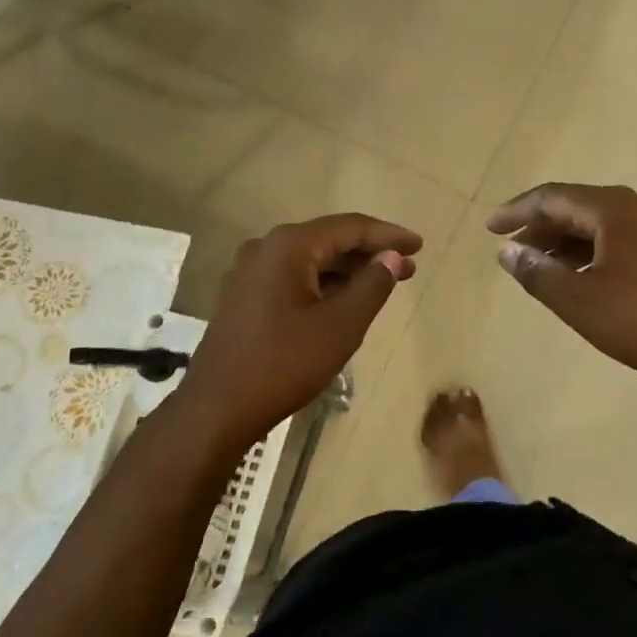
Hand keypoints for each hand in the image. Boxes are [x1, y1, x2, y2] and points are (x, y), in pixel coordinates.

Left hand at [177, 213, 421, 442]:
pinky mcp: (245, 296)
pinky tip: (346, 299)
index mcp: (289, 246)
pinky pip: (294, 277)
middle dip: (370, 252)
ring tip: (385, 283)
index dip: (388, 235)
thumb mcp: (340, 326)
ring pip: (311, 260)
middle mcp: (266, 248)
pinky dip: (325, 283)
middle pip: (329, 240)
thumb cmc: (284, 364)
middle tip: (408, 267)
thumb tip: (393, 258)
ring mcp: (251, 272)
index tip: (419, 245)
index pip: (349, 227)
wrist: (217, 409)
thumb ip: (372, 286)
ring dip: (348, 269)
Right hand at [487, 183, 636, 392]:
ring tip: (537, 266)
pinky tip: (574, 275)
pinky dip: (588, 251)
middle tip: (510, 251)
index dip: (517, 211)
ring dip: (563, 242)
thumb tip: (506, 251)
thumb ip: (536, 272)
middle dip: (540, 227)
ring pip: (597, 224)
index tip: (490, 228)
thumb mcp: (577, 300)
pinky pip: (616, 237)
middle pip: (576, 206)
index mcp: (615, 209)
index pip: (554, 197)